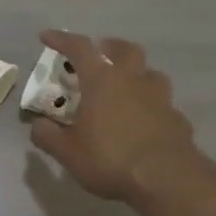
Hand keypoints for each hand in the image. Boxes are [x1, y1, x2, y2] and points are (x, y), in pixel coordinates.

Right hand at [30, 31, 198, 203]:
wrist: (167, 179)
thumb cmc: (110, 158)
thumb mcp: (68, 152)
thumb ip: (48, 136)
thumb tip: (38, 125)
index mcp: (102, 81)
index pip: (80, 48)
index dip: (62, 39)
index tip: (47, 36)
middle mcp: (133, 80)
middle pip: (125, 49)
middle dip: (110, 47)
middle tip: (100, 54)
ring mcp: (160, 98)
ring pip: (150, 73)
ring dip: (136, 73)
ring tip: (125, 87)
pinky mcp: (177, 118)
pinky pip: (162, 103)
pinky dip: (150, 105)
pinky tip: (144, 121)